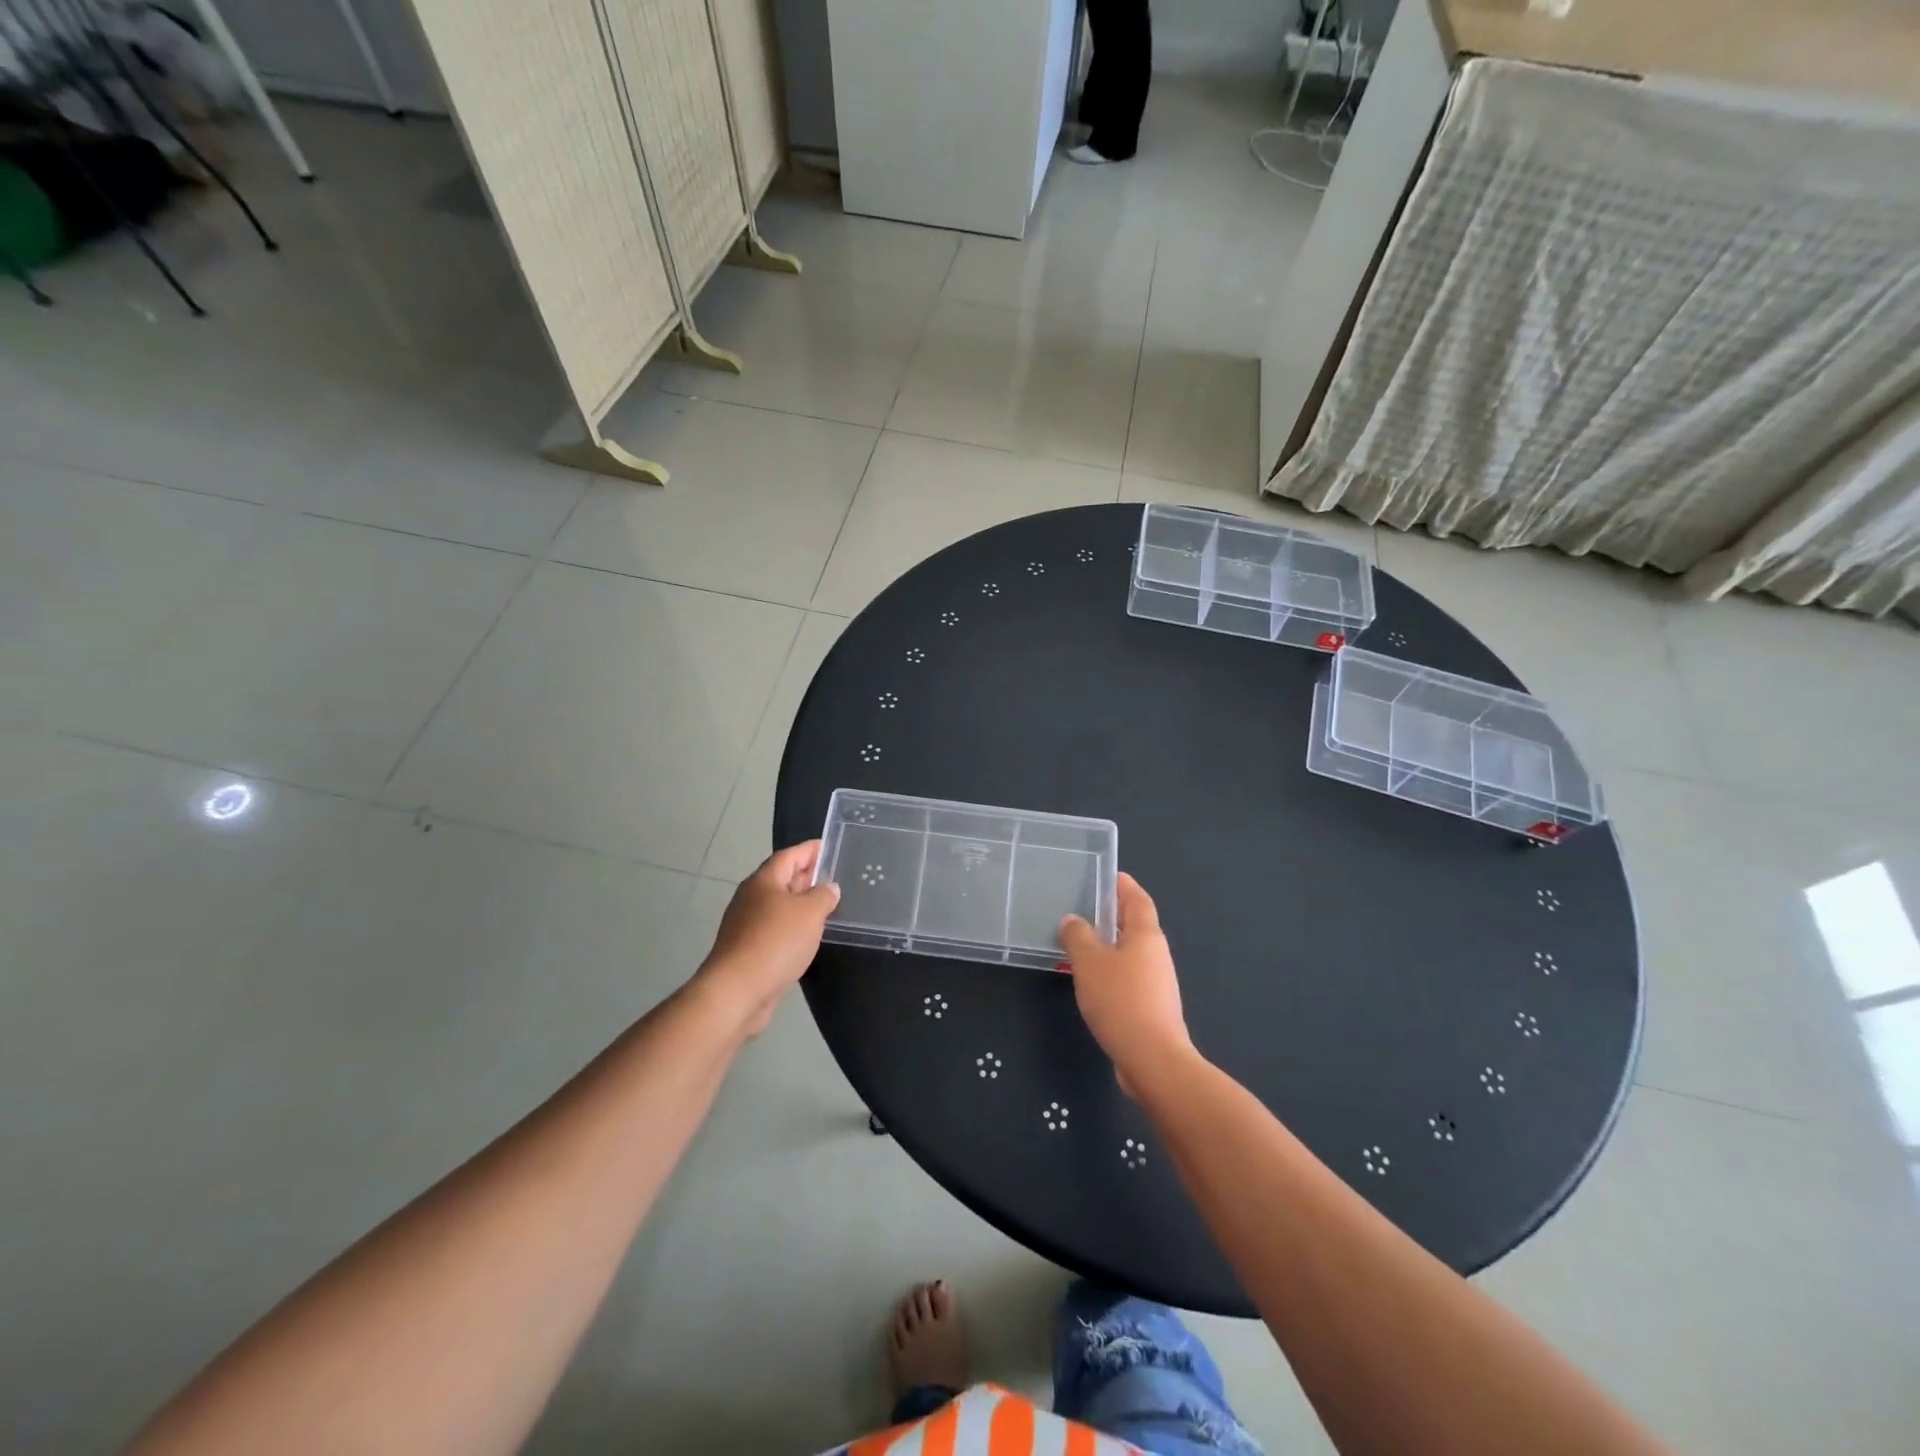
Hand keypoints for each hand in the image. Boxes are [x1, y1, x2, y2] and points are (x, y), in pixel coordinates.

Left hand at [698, 841, 840, 1036]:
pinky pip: (774, 929)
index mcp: (763, 881)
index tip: (828, 847)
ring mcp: (746, 925)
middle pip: (781, 879)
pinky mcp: (747, 950)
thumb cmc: (775, 942)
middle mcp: (751, 898)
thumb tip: (829, 888)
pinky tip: (807, 937)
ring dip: (800, 904)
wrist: (737, 991)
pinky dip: (792, 927)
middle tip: (832, 876)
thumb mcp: (809, 913)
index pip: (788, 855)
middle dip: (805, 876)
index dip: (809, 850)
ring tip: (825, 907)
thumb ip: (823, 896)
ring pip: (778, 906)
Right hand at [1058, 873, 1191, 1095]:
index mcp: (1146, 935)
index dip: (1125, 886)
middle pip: (1136, 926)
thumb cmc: (1120, 1000)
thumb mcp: (1089, 962)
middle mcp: (1156, 955)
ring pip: (1131, 954)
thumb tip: (1073, 920)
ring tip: (1081, 944)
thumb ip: (1078, 936)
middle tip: (1086, 908)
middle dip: (1114, 915)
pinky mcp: (1151, 1008)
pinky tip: (1091, 982)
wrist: (1152, 1059)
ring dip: (1110, 946)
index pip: (1138, 900)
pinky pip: (1128, 978)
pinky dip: (1111, 972)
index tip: (1110, 875)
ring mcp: (1157, 983)